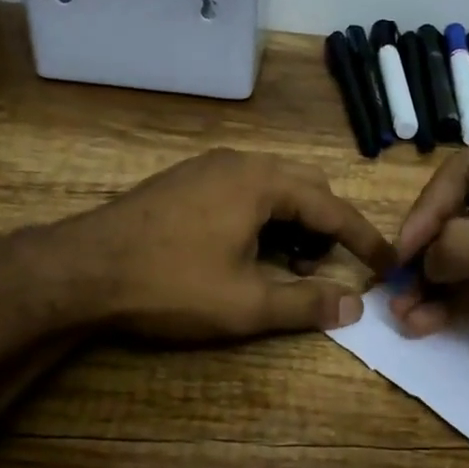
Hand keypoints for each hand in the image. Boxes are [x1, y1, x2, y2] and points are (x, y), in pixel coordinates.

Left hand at [59, 149, 394, 341]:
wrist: (79, 270)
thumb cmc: (169, 284)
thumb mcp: (245, 305)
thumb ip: (305, 304)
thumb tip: (354, 305)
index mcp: (262, 182)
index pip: (333, 208)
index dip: (364, 240)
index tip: (389, 264)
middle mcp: (239, 162)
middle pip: (306, 188)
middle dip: (326, 227)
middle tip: (327, 267)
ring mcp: (207, 167)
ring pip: (272, 188)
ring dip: (293, 223)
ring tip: (285, 266)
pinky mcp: (184, 181)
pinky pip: (243, 190)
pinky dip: (262, 218)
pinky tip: (246, 251)